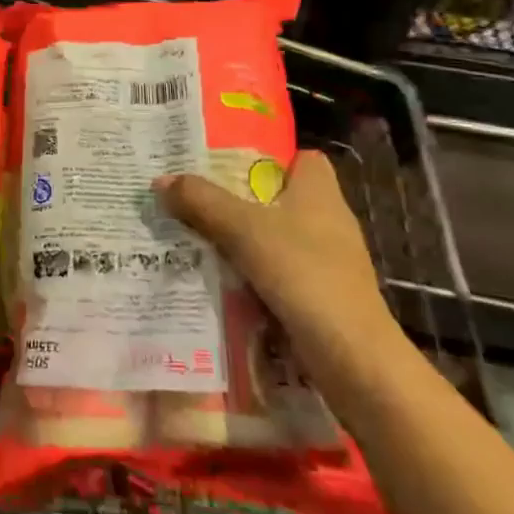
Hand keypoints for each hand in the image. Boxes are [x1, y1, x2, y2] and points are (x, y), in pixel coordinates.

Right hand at [153, 150, 395, 360]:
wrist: (352, 357)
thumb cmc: (304, 274)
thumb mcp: (243, 229)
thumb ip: (202, 201)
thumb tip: (161, 180)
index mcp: (319, 191)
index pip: (301, 158)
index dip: (268, 157)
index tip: (226, 163)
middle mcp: (328, 220)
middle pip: (278, 198)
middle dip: (238, 199)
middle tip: (193, 197)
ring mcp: (327, 260)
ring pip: (274, 237)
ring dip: (240, 239)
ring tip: (193, 235)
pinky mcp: (320, 295)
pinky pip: (277, 272)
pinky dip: (251, 274)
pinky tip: (217, 278)